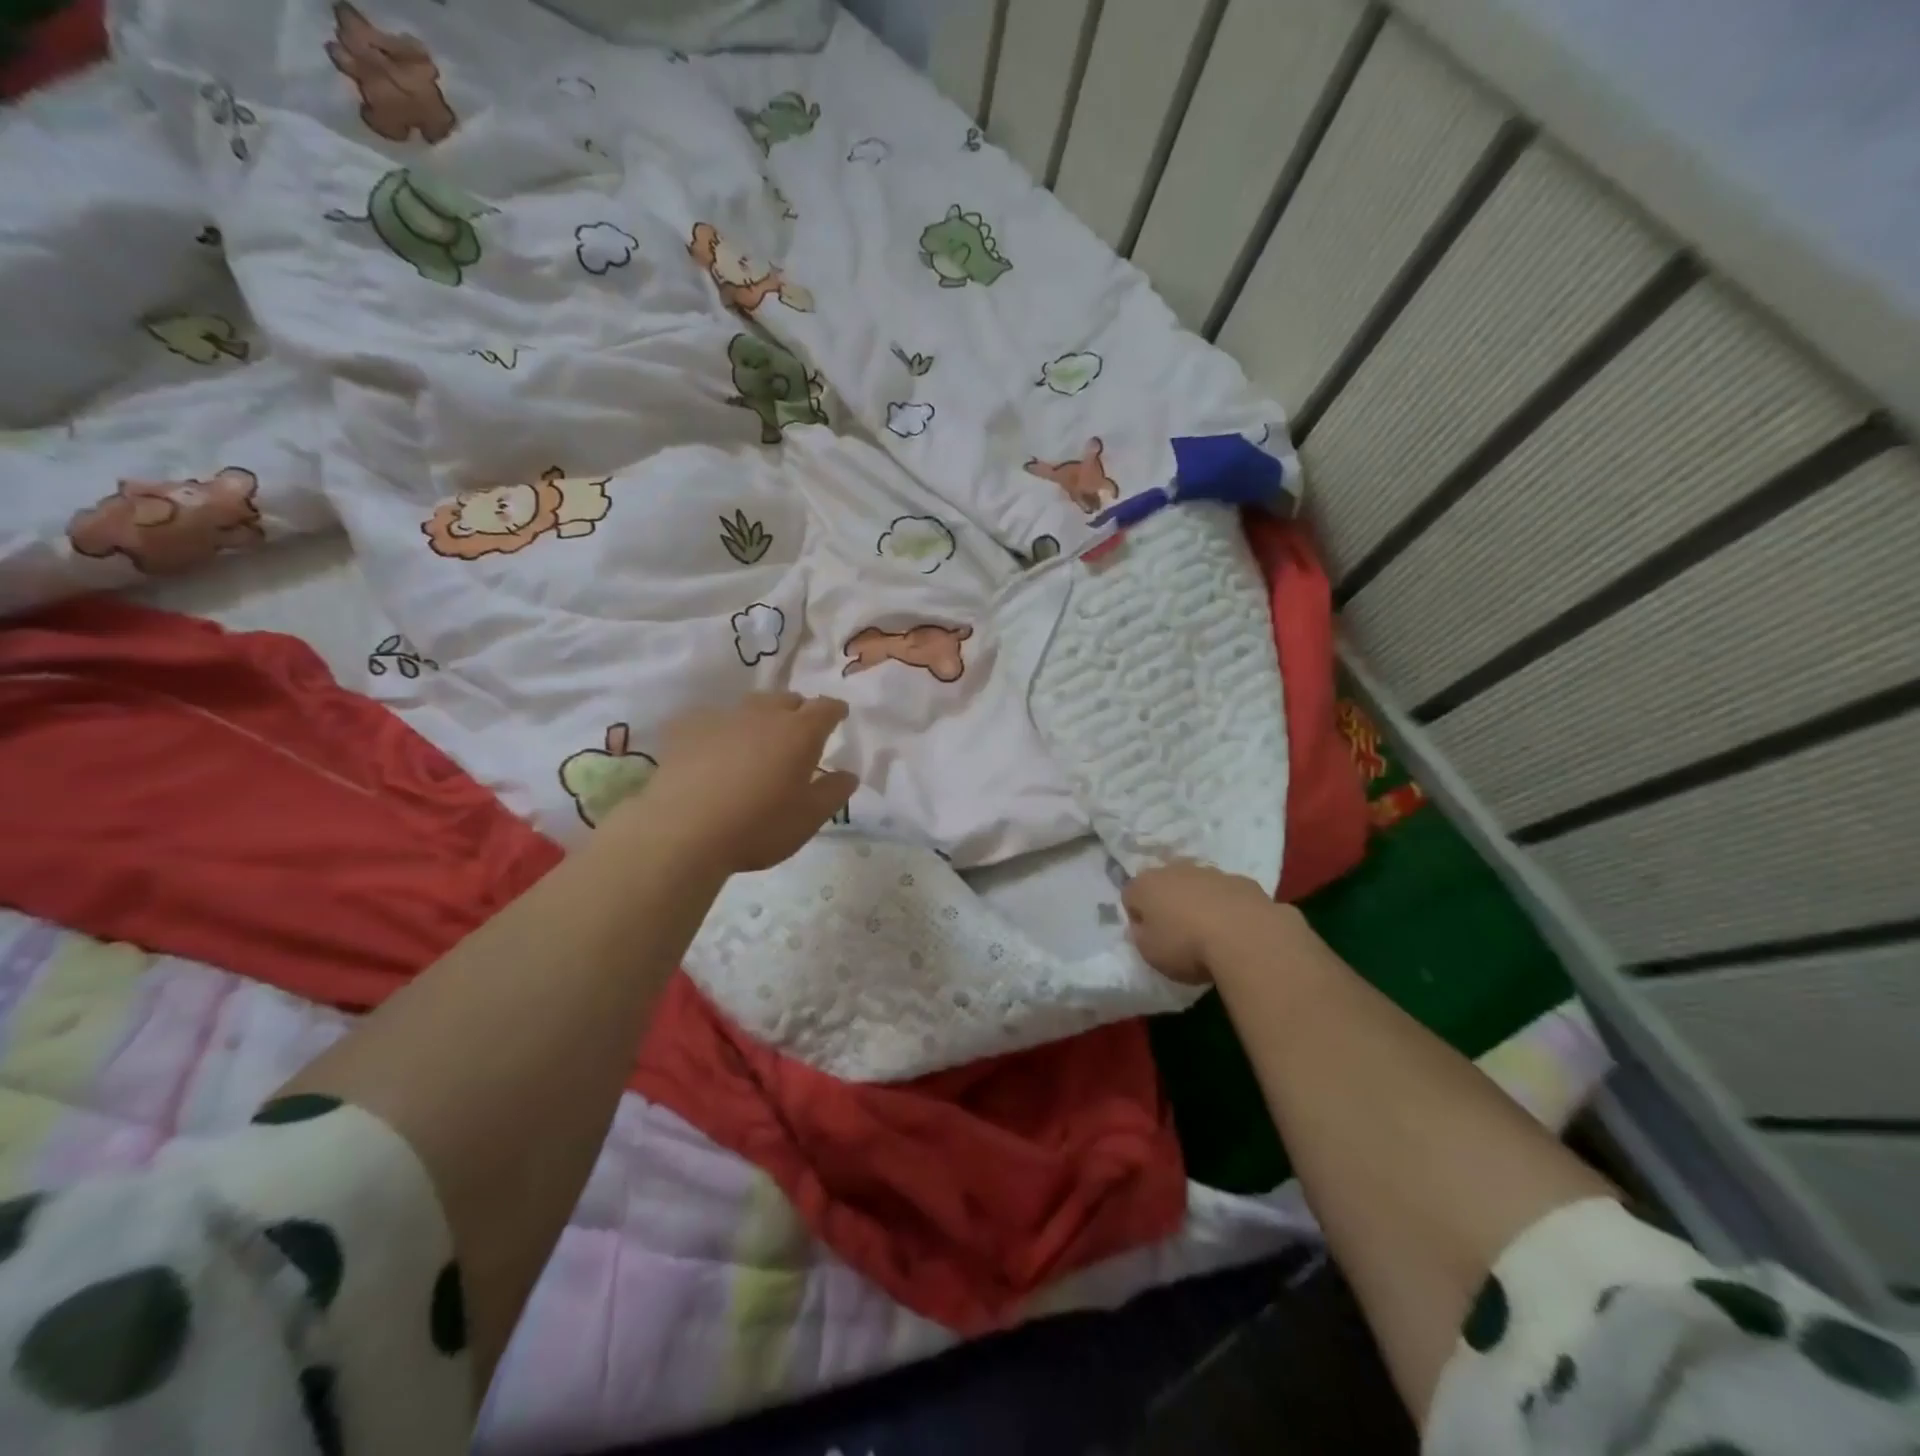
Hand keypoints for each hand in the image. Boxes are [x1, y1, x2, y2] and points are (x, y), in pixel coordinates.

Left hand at [622, 693, 858, 874]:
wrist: (682, 831)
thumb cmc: (758, 826)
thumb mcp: (809, 818)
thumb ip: (834, 792)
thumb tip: (848, 774)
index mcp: (800, 732)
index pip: (826, 707)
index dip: (835, 710)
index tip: (839, 715)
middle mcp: (763, 714)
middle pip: (787, 700)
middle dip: (798, 711)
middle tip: (799, 733)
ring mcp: (722, 717)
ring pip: (750, 706)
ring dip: (761, 718)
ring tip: (758, 741)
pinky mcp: (686, 728)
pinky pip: (712, 719)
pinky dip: (722, 730)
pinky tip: (715, 750)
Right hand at [1122, 861, 1275, 984]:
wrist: (1245, 937)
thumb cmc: (1186, 946)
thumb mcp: (1150, 952)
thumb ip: (1141, 934)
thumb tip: (1144, 925)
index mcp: (1146, 885)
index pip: (1130, 895)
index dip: (1137, 917)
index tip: (1149, 937)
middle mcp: (1175, 870)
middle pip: (1164, 884)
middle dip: (1168, 902)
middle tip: (1177, 931)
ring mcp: (1210, 872)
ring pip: (1197, 884)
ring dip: (1198, 901)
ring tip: (1209, 932)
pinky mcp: (1241, 880)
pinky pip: (1227, 892)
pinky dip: (1227, 905)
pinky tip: (1235, 929)